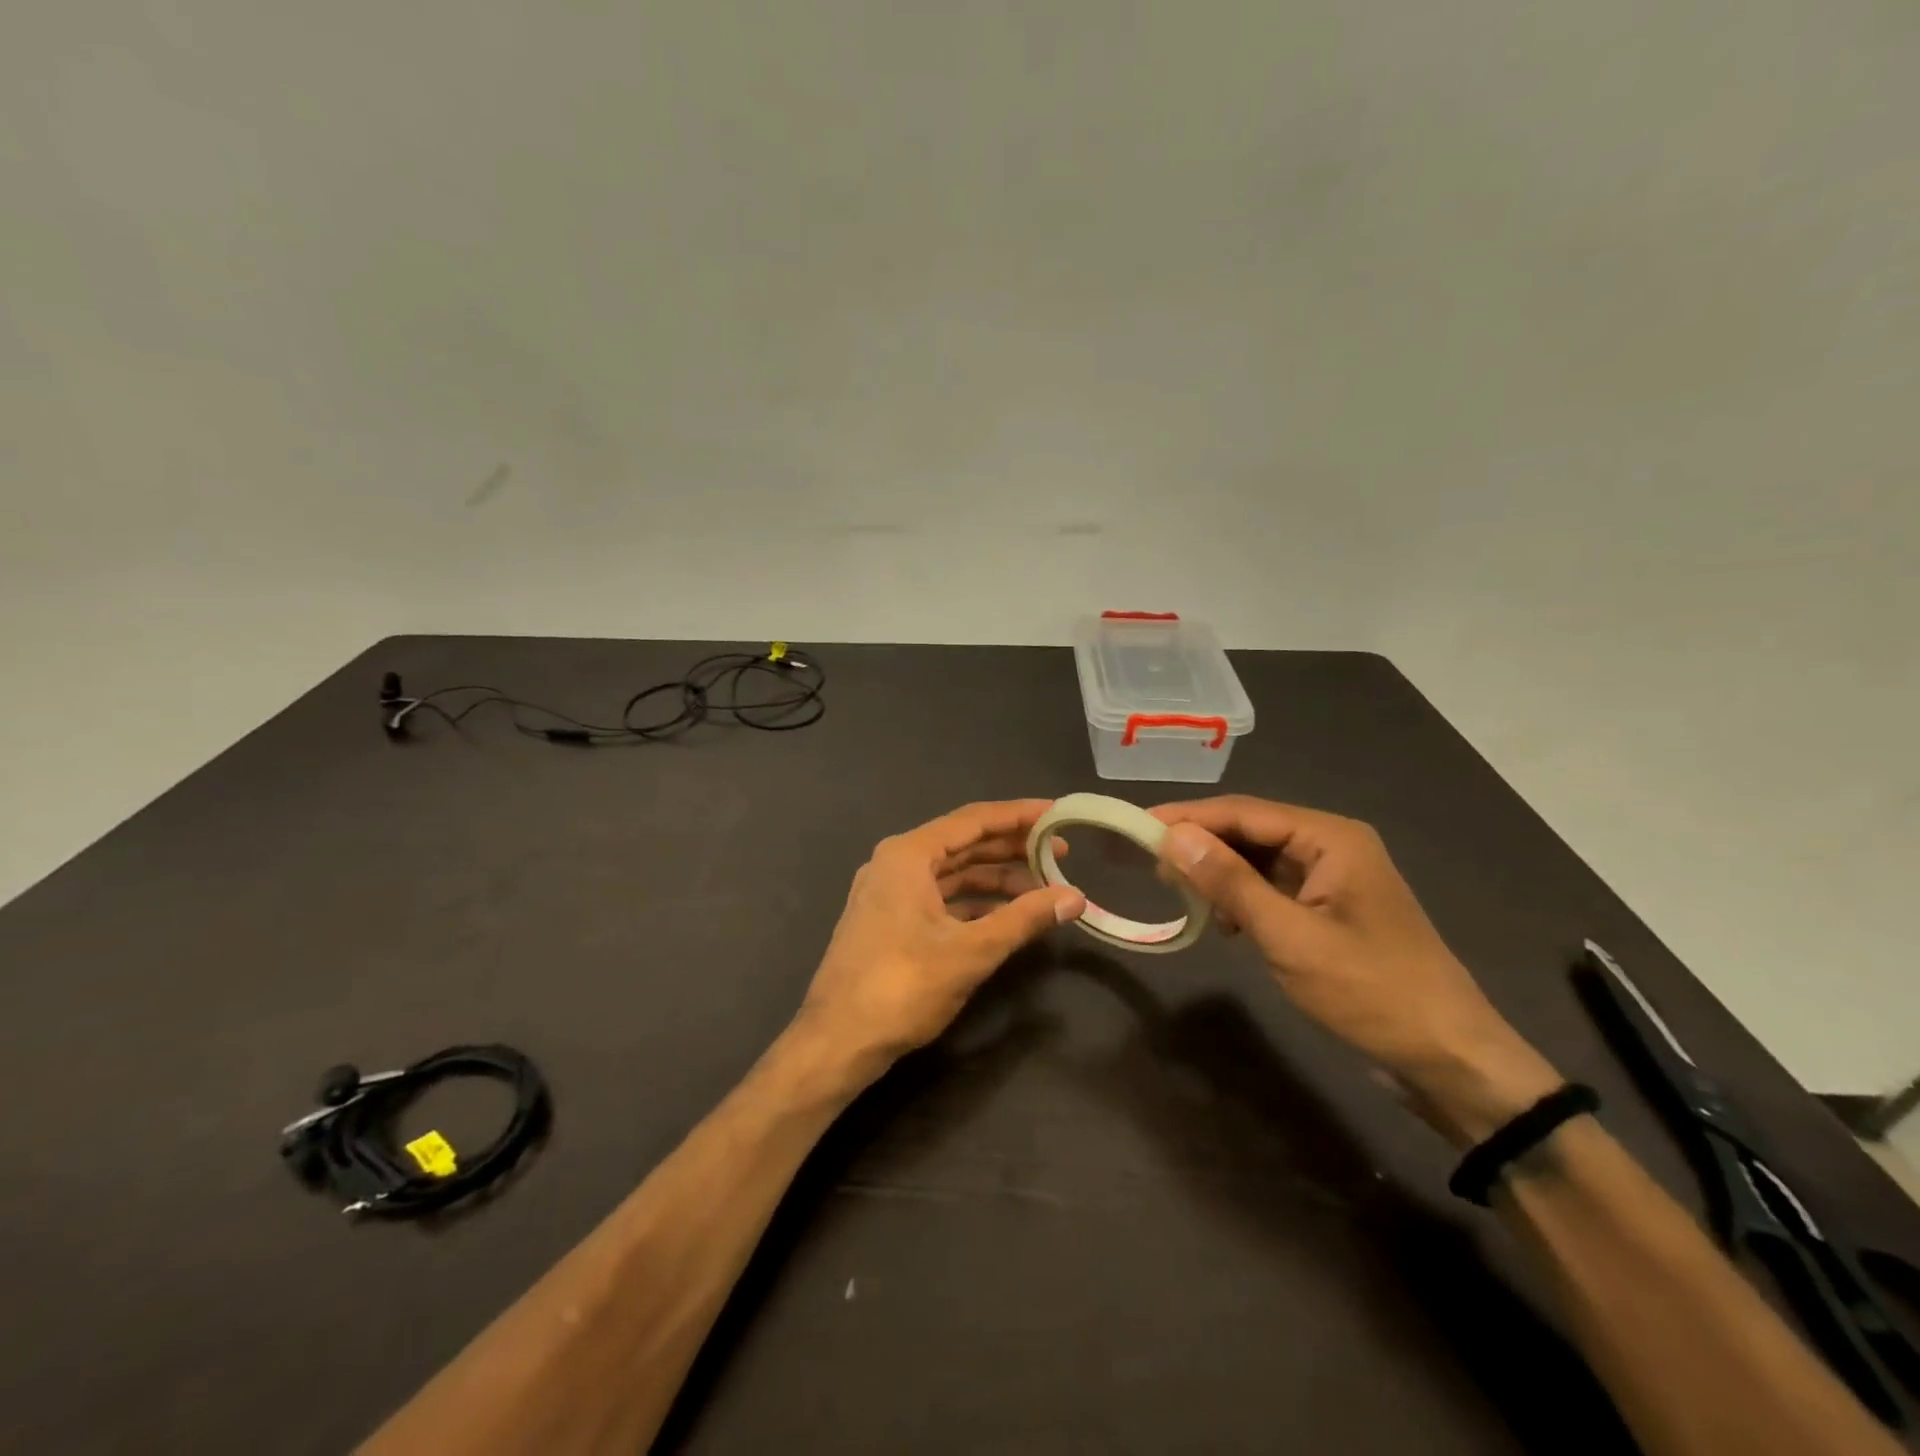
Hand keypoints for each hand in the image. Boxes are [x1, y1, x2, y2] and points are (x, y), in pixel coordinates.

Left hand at [795, 800, 1085, 1088]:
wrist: (837, 1041)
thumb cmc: (902, 987)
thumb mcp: (970, 951)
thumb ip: (1024, 919)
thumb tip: (1075, 897)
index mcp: (908, 855)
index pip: (974, 820)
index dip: (1020, 815)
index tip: (1058, 814)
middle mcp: (896, 863)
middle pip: (964, 843)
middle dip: (1012, 849)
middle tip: (1061, 853)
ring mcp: (890, 892)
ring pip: (953, 873)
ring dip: (996, 879)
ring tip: (1043, 889)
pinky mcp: (890, 920)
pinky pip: (940, 898)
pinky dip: (974, 903)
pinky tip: (1007, 916)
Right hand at [1152, 796, 1560, 1143]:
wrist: (1448, 1059)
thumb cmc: (1371, 991)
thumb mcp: (1290, 937)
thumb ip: (1230, 883)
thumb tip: (1173, 837)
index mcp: (1331, 838)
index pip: (1244, 812)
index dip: (1188, 817)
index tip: (1137, 827)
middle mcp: (1331, 846)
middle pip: (1250, 830)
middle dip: (1201, 845)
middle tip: (1151, 865)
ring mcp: (1331, 880)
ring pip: (1258, 860)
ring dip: (1219, 873)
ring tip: (1178, 891)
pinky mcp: (1328, 911)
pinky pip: (1271, 888)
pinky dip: (1241, 899)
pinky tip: (1222, 922)